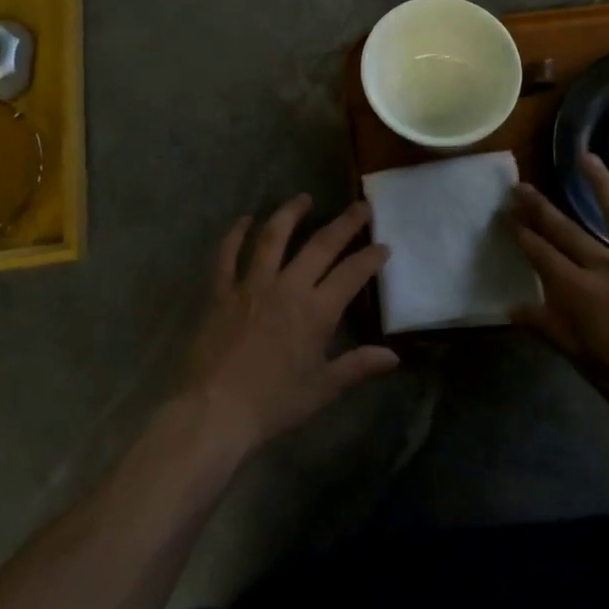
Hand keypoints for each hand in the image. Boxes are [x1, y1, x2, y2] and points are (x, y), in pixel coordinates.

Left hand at [184, 195, 399, 454]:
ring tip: (304, 198)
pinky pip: (227, 255)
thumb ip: (358, 366)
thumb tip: (393, 356)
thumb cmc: (273, 404)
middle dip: (345, 223)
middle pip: (320, 245)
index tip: (383, 245)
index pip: (351, 273)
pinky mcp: (222, 292)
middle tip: (360, 206)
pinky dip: (235, 235)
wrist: (215, 411)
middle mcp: (287, 287)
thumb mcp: (322, 389)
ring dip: (291, 213)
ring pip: (273, 237)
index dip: (370, 257)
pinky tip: (245, 219)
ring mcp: (251, 285)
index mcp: (316, 311)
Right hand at [509, 154, 608, 448]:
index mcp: (581, 292)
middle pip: (568, 230)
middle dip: (540, 208)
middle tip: (521, 187)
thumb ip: (549, 328)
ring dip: (600, 184)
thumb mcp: (583, 362)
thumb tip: (512, 308)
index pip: (542, 255)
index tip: (506, 216)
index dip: (522, 234)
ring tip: (585, 157)